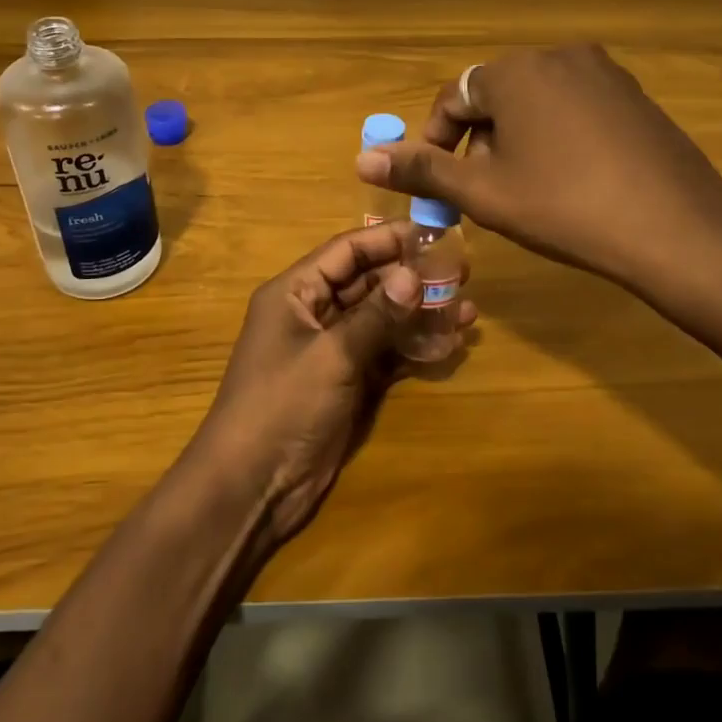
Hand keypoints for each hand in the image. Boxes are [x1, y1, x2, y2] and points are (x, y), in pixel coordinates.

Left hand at [191, 223, 476, 547]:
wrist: (253, 486)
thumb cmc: (283, 406)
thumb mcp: (331, 355)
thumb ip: (375, 315)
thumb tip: (414, 274)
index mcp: (295, 293)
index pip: (345, 251)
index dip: (387, 240)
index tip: (433, 235)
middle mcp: (313, 313)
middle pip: (367, 282)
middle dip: (411, 278)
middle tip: (461, 273)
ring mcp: (332, 349)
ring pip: (382, 319)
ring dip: (419, 314)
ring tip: (468, 310)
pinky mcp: (348, 381)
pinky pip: (385, 353)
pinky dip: (413, 348)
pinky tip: (450, 343)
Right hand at [355, 45, 721, 308]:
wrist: (676, 228)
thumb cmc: (565, 208)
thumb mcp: (483, 192)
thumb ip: (421, 169)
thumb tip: (362, 157)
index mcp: (514, 71)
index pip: (454, 98)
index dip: (436, 142)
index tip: (440, 184)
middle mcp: (558, 55)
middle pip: (496, 97)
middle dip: (481, 143)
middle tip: (488, 194)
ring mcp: (603, 72)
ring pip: (536, 102)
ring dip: (518, 140)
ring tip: (530, 190)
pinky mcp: (634, 94)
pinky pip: (575, 107)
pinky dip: (558, 136)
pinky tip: (573, 180)